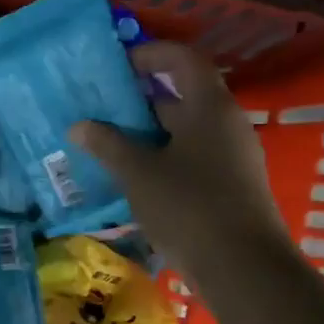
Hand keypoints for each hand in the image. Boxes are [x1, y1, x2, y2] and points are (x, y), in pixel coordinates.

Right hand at [72, 43, 286, 272]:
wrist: (244, 269)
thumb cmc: (189, 207)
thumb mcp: (138, 173)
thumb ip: (107, 145)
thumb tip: (79, 126)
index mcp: (209, 108)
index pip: (182, 60)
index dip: (150, 54)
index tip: (116, 65)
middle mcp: (225, 124)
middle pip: (182, 95)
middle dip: (140, 99)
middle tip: (100, 107)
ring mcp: (231, 157)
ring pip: (184, 130)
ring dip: (147, 132)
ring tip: (107, 142)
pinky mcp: (229, 186)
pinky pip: (191, 157)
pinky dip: (161, 157)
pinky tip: (132, 177)